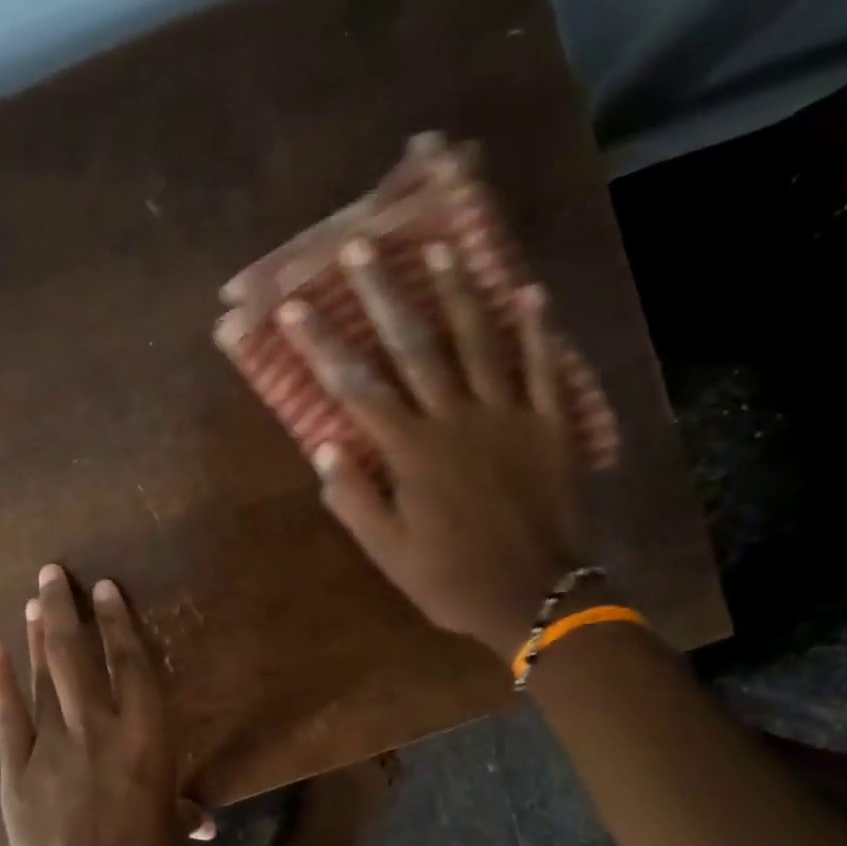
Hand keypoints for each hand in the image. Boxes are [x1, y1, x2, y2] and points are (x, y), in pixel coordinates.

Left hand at [0, 564, 187, 845]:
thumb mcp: (172, 836)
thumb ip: (177, 812)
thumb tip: (194, 818)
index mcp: (149, 740)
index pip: (133, 666)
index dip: (118, 623)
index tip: (103, 588)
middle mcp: (99, 731)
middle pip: (78, 658)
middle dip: (65, 611)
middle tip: (52, 573)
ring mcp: (52, 751)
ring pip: (44, 680)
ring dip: (38, 638)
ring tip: (32, 600)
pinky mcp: (17, 775)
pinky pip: (8, 718)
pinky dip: (0, 682)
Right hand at [279, 240, 606, 659]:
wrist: (536, 597)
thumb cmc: (452, 579)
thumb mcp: (388, 553)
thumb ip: (355, 500)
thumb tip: (325, 447)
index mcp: (412, 451)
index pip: (358, 387)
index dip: (323, 346)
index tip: (294, 308)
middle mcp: (457, 419)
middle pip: (416, 346)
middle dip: (384, 295)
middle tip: (362, 248)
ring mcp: (509, 417)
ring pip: (480, 343)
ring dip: (459, 293)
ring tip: (442, 248)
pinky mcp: (552, 426)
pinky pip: (546, 369)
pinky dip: (539, 330)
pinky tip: (530, 292)